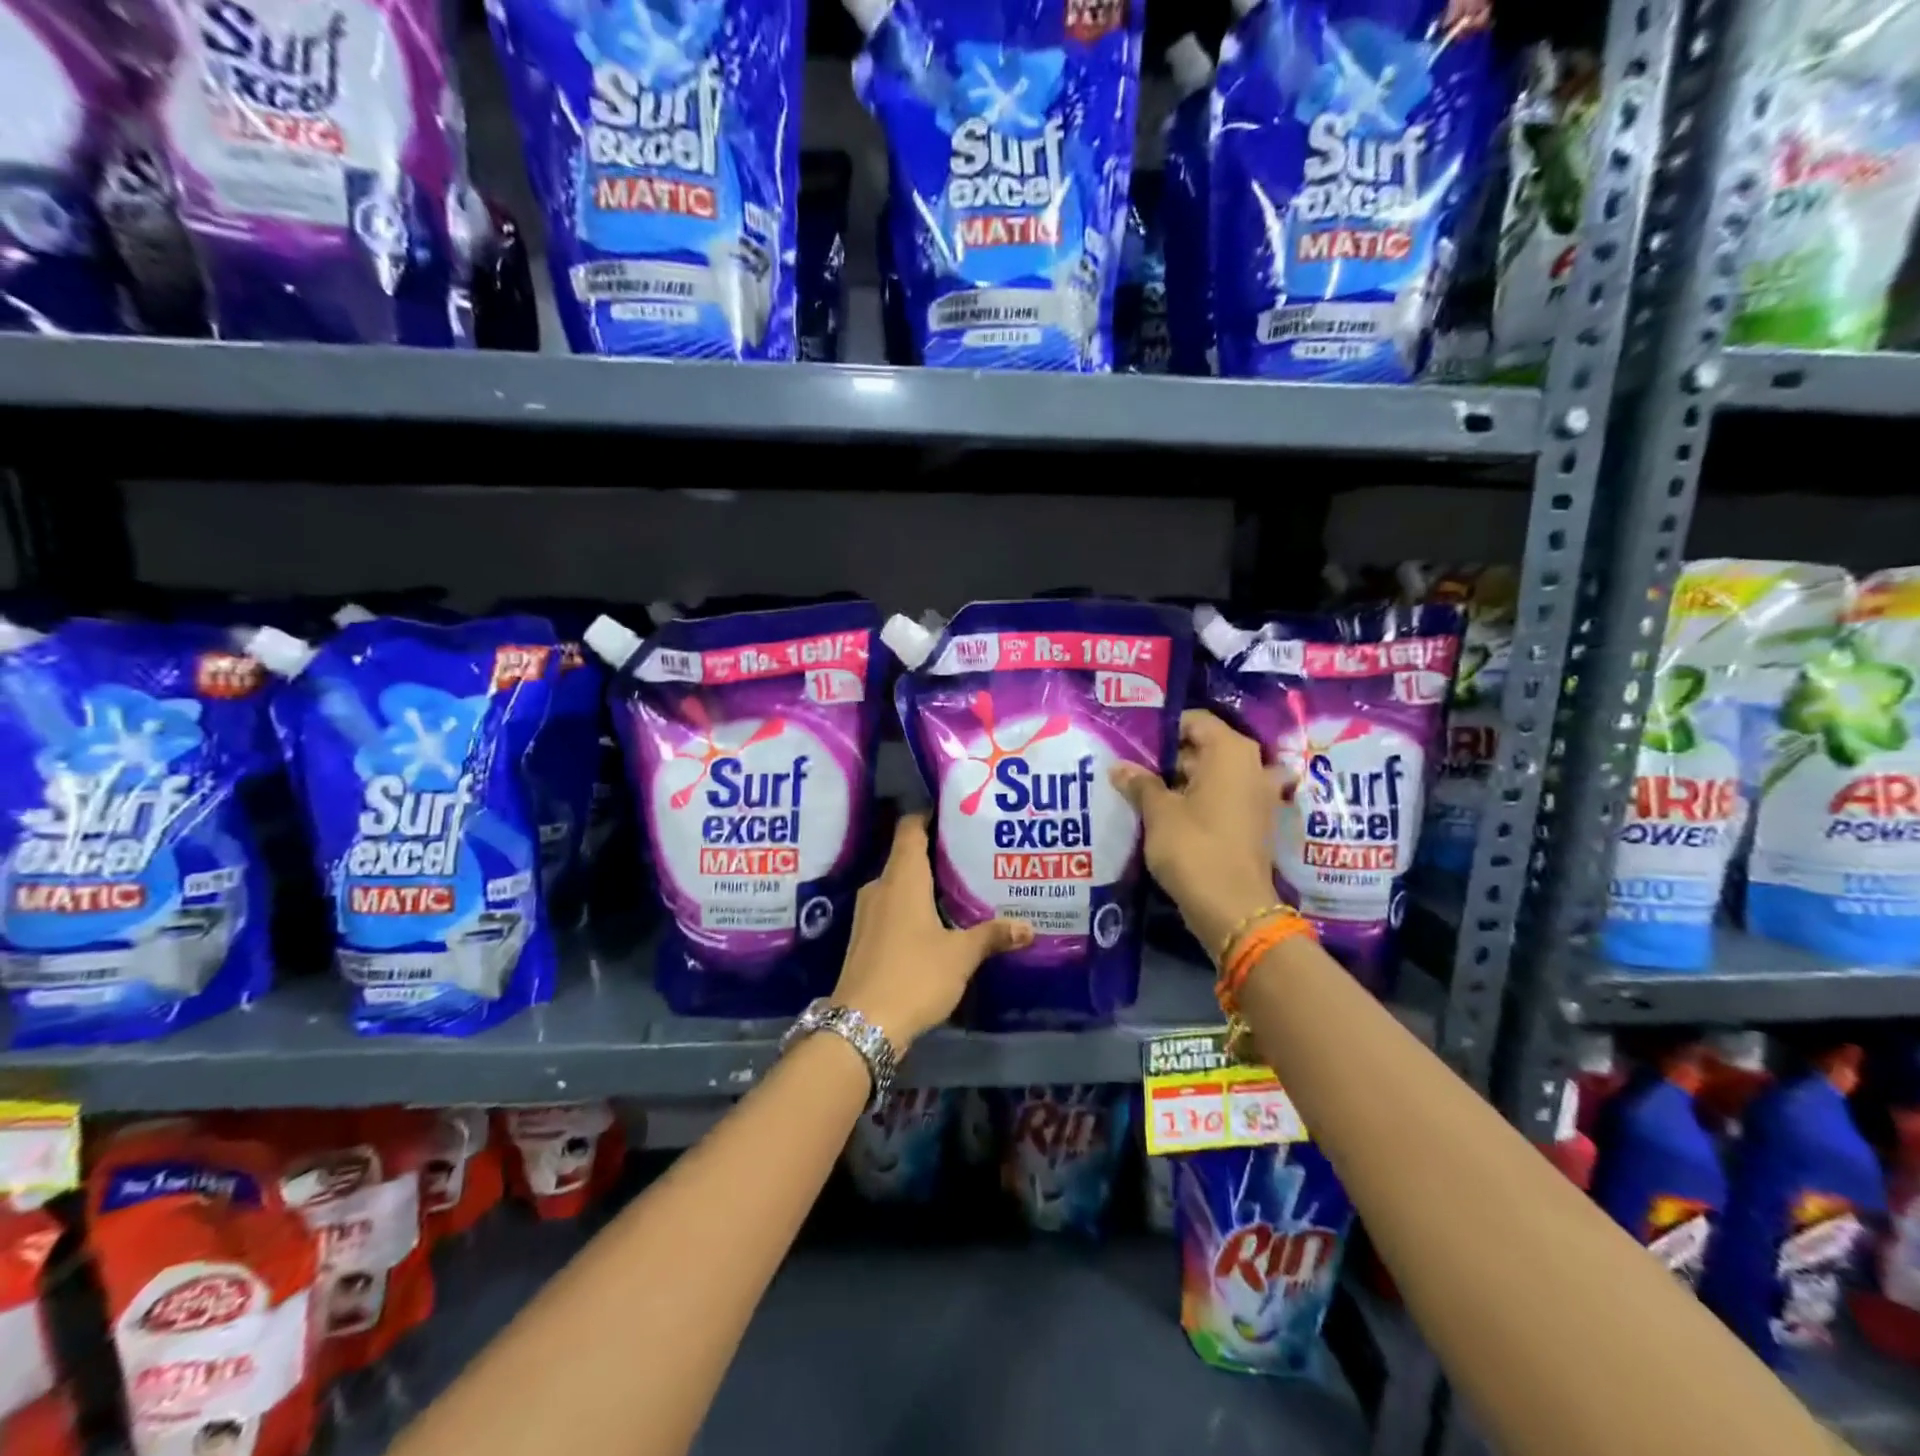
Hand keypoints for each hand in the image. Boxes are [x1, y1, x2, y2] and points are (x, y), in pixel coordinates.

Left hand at [832, 813, 1033, 1048]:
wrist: (861, 1025)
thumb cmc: (914, 975)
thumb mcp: (960, 955)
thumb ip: (992, 935)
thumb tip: (1029, 927)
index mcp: (901, 878)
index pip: (909, 828)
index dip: (928, 814)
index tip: (954, 811)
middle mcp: (880, 887)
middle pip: (906, 855)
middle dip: (935, 851)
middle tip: (970, 852)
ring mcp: (868, 913)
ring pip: (899, 884)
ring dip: (924, 882)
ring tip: (959, 885)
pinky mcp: (864, 938)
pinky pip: (892, 907)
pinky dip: (913, 905)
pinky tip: (935, 921)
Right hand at [1111, 709, 1283, 957]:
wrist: (1234, 909)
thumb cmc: (1194, 848)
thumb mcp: (1158, 812)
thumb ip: (1140, 783)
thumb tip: (1119, 767)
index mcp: (1231, 751)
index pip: (1194, 721)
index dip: (1162, 728)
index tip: (1133, 742)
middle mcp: (1252, 765)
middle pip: (1204, 747)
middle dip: (1168, 758)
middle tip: (1131, 767)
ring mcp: (1257, 796)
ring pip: (1212, 775)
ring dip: (1181, 782)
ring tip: (1143, 790)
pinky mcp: (1254, 822)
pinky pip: (1222, 798)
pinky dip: (1198, 801)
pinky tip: (1167, 814)